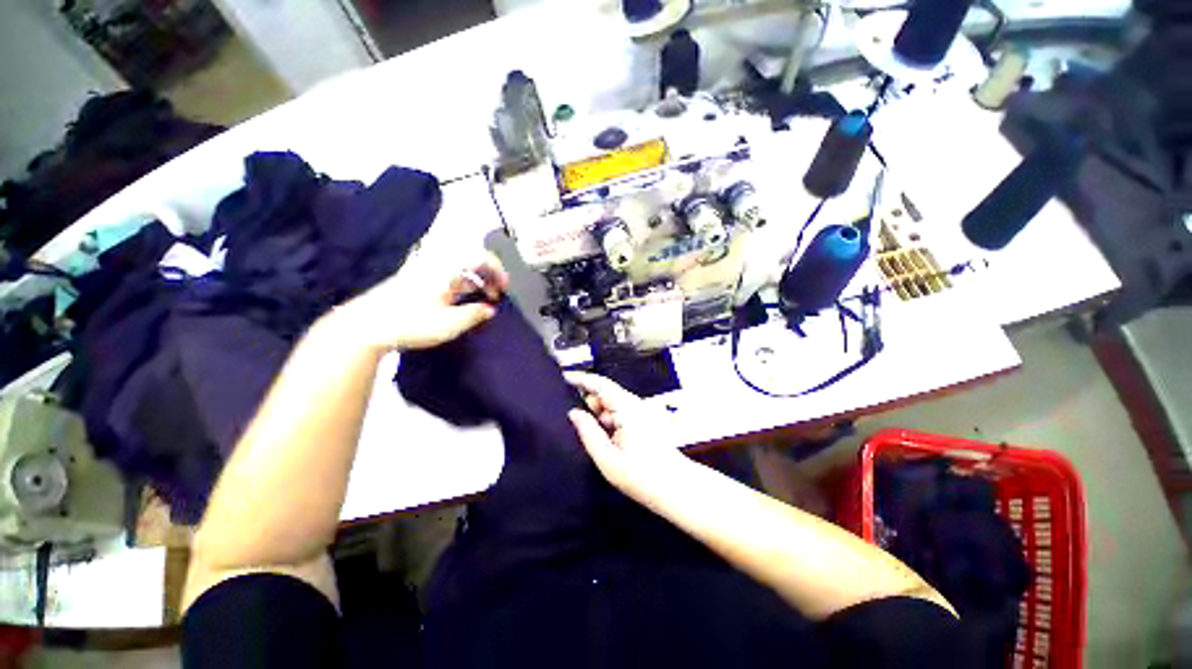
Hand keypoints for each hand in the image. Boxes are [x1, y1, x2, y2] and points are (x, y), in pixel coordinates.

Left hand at [331, 251, 508, 352]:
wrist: (366, 325)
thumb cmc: (411, 322)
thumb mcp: (450, 323)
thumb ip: (475, 314)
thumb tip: (490, 309)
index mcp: (447, 268)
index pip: (481, 256)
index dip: (498, 270)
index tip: (505, 288)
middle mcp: (437, 263)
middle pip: (472, 259)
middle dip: (490, 275)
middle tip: (497, 295)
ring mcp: (426, 271)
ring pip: (460, 268)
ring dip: (477, 281)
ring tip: (485, 300)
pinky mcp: (417, 280)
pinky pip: (449, 275)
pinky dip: (463, 284)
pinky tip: (465, 301)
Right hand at [566, 372, 685, 502]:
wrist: (677, 487)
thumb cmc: (643, 476)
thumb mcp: (607, 458)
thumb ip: (588, 432)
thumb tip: (574, 413)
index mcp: (627, 408)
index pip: (600, 383)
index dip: (580, 378)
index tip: (563, 378)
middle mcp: (636, 404)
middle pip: (605, 392)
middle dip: (591, 404)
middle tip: (582, 427)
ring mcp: (642, 410)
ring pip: (613, 403)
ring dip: (601, 415)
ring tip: (601, 440)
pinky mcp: (646, 419)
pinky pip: (621, 411)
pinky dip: (611, 420)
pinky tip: (612, 441)